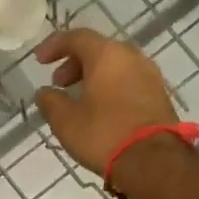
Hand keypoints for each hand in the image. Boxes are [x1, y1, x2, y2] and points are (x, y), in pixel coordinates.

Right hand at [33, 29, 178, 177]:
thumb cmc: (103, 134)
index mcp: (107, 55)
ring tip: (78, 99)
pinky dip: (110, 87)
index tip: (39, 61)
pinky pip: (128, 81)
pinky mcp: (159, 95)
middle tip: (59, 83)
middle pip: (99, 50)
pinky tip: (100, 110)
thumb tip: (45, 93)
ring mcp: (150, 76)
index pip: (77, 37)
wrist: (153, 161)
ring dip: (93, 77)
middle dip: (74, 63)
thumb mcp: (65, 120)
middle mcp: (132, 57)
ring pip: (115, 66)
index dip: (54, 46)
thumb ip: (50, 101)